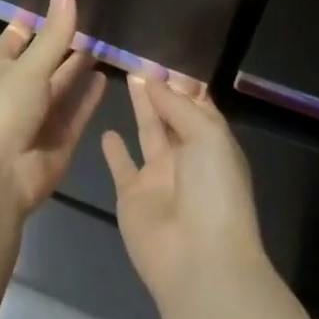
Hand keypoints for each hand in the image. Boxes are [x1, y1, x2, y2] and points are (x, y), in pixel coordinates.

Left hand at [0, 0, 106, 216]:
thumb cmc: (3, 109)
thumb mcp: (30, 66)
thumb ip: (54, 33)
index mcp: (0, 68)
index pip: (19, 36)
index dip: (36, 20)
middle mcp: (19, 90)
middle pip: (46, 61)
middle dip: (66, 43)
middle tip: (96, 18)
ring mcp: (39, 116)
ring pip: (63, 86)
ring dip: (80, 67)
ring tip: (105, 42)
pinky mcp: (59, 140)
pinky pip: (77, 112)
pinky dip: (89, 97)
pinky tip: (105, 77)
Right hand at [103, 76, 264, 306]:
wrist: (198, 260)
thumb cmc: (213, 190)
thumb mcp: (207, 136)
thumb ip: (177, 105)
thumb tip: (154, 80)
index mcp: (213, 144)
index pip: (198, 106)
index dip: (182, 84)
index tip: (164, 58)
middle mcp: (187, 158)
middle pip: (172, 116)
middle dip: (160, 91)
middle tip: (139, 62)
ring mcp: (159, 178)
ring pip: (148, 133)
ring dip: (141, 109)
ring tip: (128, 79)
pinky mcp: (132, 196)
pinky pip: (121, 166)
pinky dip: (114, 151)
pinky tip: (105, 131)